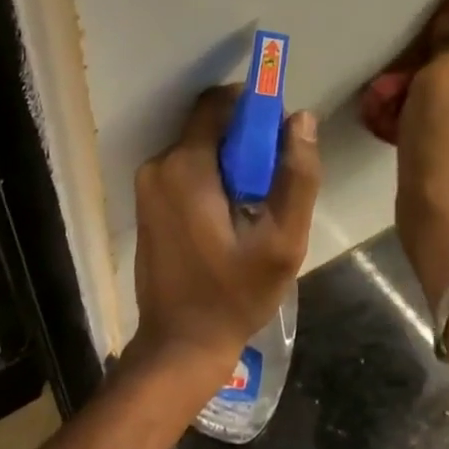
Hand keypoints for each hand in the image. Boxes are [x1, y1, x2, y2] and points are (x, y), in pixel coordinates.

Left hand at [130, 87, 321, 380]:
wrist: (180, 344)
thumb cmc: (234, 295)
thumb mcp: (282, 242)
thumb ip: (297, 176)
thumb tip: (301, 119)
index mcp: (186, 166)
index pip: (219, 104)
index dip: (254, 107)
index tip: (281, 132)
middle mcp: (158, 166)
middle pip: (209, 128)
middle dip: (246, 142)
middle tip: (274, 182)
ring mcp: (147, 186)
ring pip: (198, 150)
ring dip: (230, 164)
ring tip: (256, 207)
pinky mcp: (147, 205)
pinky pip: (185, 172)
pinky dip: (212, 180)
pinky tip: (231, 218)